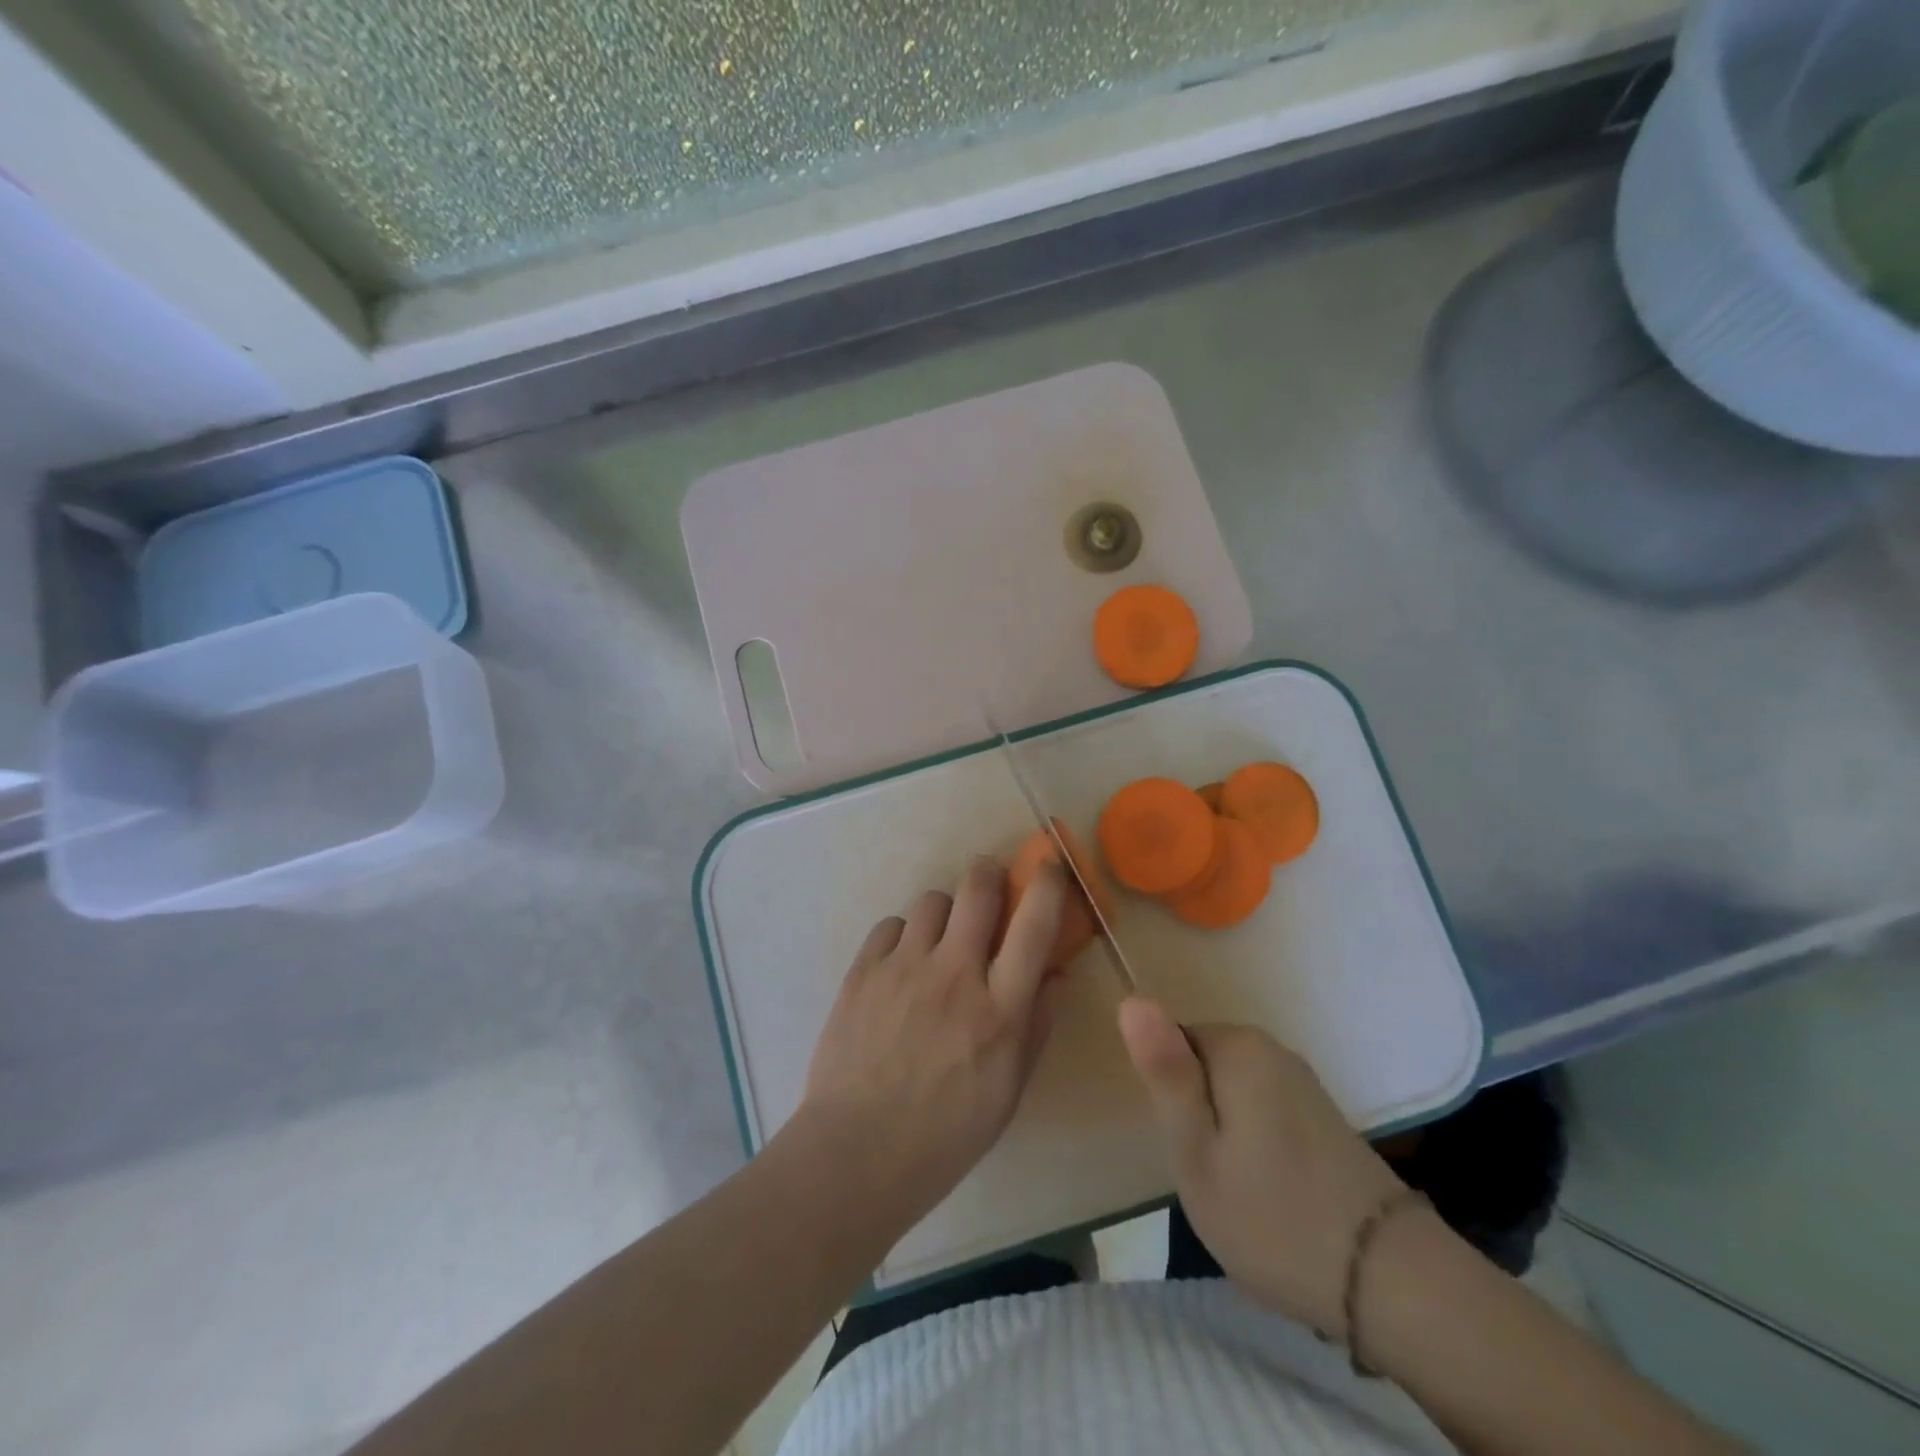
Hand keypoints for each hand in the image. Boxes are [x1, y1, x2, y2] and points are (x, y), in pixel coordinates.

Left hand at [796, 857, 1069, 1234]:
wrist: (856, 1153)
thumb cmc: (945, 1134)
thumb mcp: (1009, 1091)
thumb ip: (1036, 1026)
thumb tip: (1055, 975)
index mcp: (998, 1008)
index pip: (1033, 925)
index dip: (1047, 884)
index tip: (1050, 864)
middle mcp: (954, 974)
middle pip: (977, 889)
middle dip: (988, 874)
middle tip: (988, 885)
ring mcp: (904, 968)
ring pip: (932, 901)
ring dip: (944, 914)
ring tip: (938, 942)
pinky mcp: (863, 971)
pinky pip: (890, 925)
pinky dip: (903, 937)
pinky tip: (900, 966)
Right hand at [1118, 998, 1404, 1333]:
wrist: (1390, 1283)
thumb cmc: (1272, 1216)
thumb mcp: (1196, 1152)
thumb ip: (1164, 1073)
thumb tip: (1131, 998)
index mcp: (1237, 1046)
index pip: (1169, 1044)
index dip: (1168, 1097)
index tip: (1185, 1147)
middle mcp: (1271, 1048)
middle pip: (1201, 1065)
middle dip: (1195, 1113)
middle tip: (1207, 1175)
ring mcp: (1301, 1080)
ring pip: (1230, 1091)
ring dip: (1224, 1131)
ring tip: (1238, 1189)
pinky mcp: (1321, 1113)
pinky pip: (1261, 1109)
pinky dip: (1254, 1142)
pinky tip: (1269, 1189)